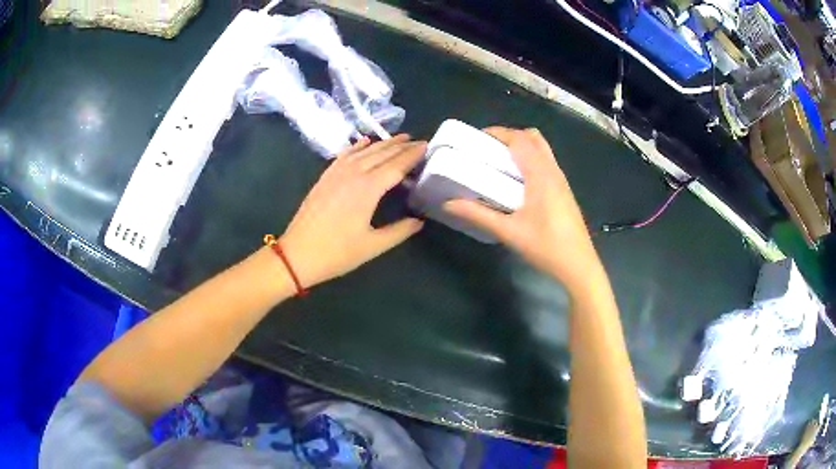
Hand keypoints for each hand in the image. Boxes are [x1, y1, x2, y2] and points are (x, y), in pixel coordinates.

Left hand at [278, 135, 426, 287]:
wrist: (297, 254)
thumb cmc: (337, 253)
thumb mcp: (373, 246)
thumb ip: (399, 231)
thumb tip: (419, 221)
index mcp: (368, 189)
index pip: (396, 166)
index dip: (412, 155)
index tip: (427, 146)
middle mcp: (353, 174)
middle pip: (382, 154)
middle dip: (401, 146)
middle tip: (418, 141)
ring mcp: (336, 174)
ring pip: (364, 152)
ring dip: (383, 143)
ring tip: (399, 138)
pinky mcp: (325, 178)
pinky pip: (344, 155)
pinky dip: (357, 147)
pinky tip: (365, 142)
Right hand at [444, 127, 603, 292]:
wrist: (579, 266)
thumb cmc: (546, 247)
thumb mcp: (509, 232)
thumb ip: (479, 215)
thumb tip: (448, 204)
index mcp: (541, 174)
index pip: (519, 139)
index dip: (497, 133)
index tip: (476, 139)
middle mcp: (553, 171)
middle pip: (532, 138)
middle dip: (509, 136)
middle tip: (487, 149)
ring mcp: (561, 180)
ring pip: (542, 149)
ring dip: (521, 147)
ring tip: (498, 162)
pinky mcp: (564, 191)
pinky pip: (546, 163)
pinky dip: (530, 159)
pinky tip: (517, 181)